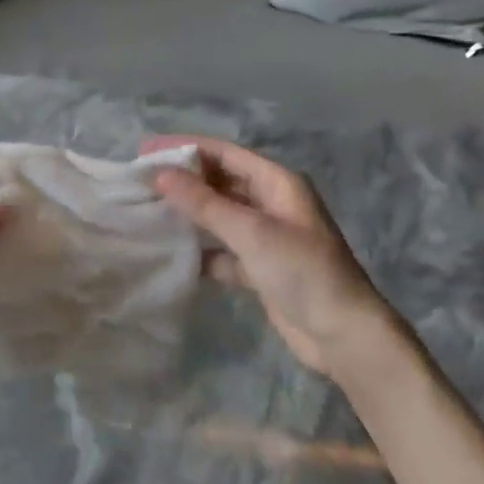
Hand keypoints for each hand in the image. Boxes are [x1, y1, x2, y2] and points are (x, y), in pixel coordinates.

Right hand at [148, 136, 397, 377]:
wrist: (343, 336)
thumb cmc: (303, 272)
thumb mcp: (252, 232)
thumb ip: (204, 203)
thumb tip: (160, 175)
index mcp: (277, 182)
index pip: (223, 153)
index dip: (184, 148)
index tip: (144, 151)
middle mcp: (271, 202)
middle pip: (220, 181)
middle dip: (183, 180)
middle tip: (139, 182)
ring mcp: (266, 236)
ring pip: (219, 216)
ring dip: (189, 214)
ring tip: (147, 212)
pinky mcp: (260, 268)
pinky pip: (222, 250)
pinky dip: (201, 250)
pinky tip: (172, 253)